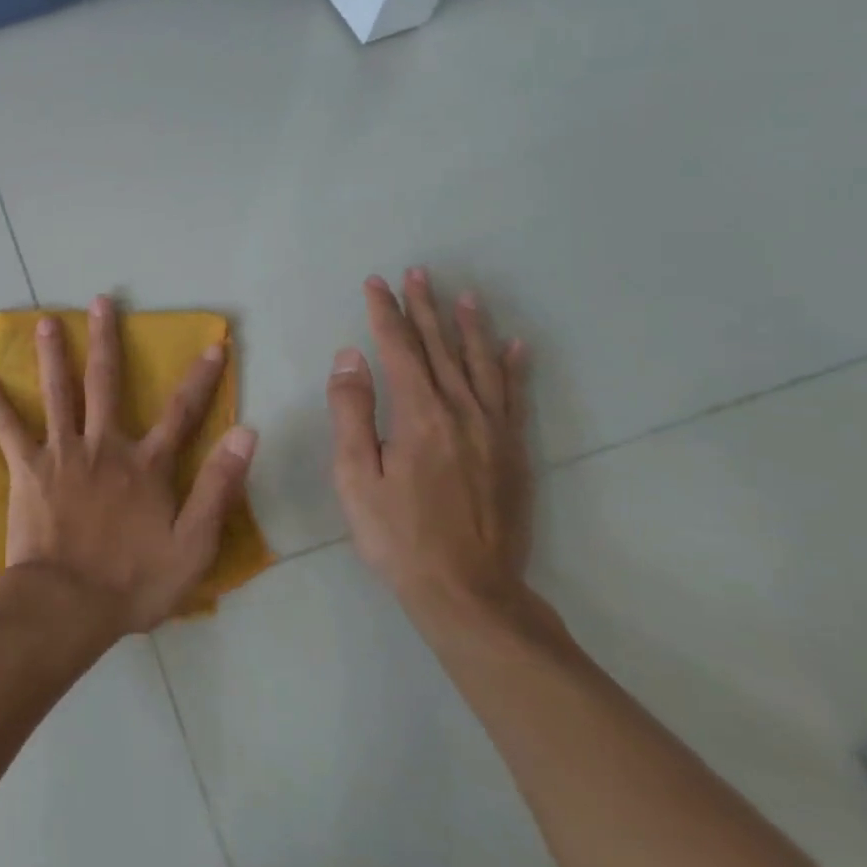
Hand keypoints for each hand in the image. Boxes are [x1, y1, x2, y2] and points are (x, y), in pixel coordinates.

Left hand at [0, 295, 257, 634]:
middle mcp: (103, 446)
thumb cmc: (133, 582)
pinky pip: (8, 428)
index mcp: (144, 465)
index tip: (213, 344)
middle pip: (106, 383)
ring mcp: (62, 453)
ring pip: (58, 393)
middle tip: (101, 301)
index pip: (181, 413)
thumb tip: (246, 432)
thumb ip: (218, 486)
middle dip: (106, 340)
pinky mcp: (28, 469)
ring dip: (52, 354)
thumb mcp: (194, 544)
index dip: (200, 378)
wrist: (68, 605)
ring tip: (44, 321)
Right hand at [326, 269, 533, 621]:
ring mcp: (494, 432)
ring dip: (470, 327)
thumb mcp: (356, 476)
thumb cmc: (398, 536)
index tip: (376, 283)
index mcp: (419, 416)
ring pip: (481, 365)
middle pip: (441, 348)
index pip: (399, 349)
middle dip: (426, 308)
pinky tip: (515, 346)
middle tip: (418, 273)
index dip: (386, 313)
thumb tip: (350, 357)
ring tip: (464, 295)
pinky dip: (514, 367)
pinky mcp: (514, 452)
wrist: (469, 593)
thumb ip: (352, 412)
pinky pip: (515, 397)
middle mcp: (462, 413)